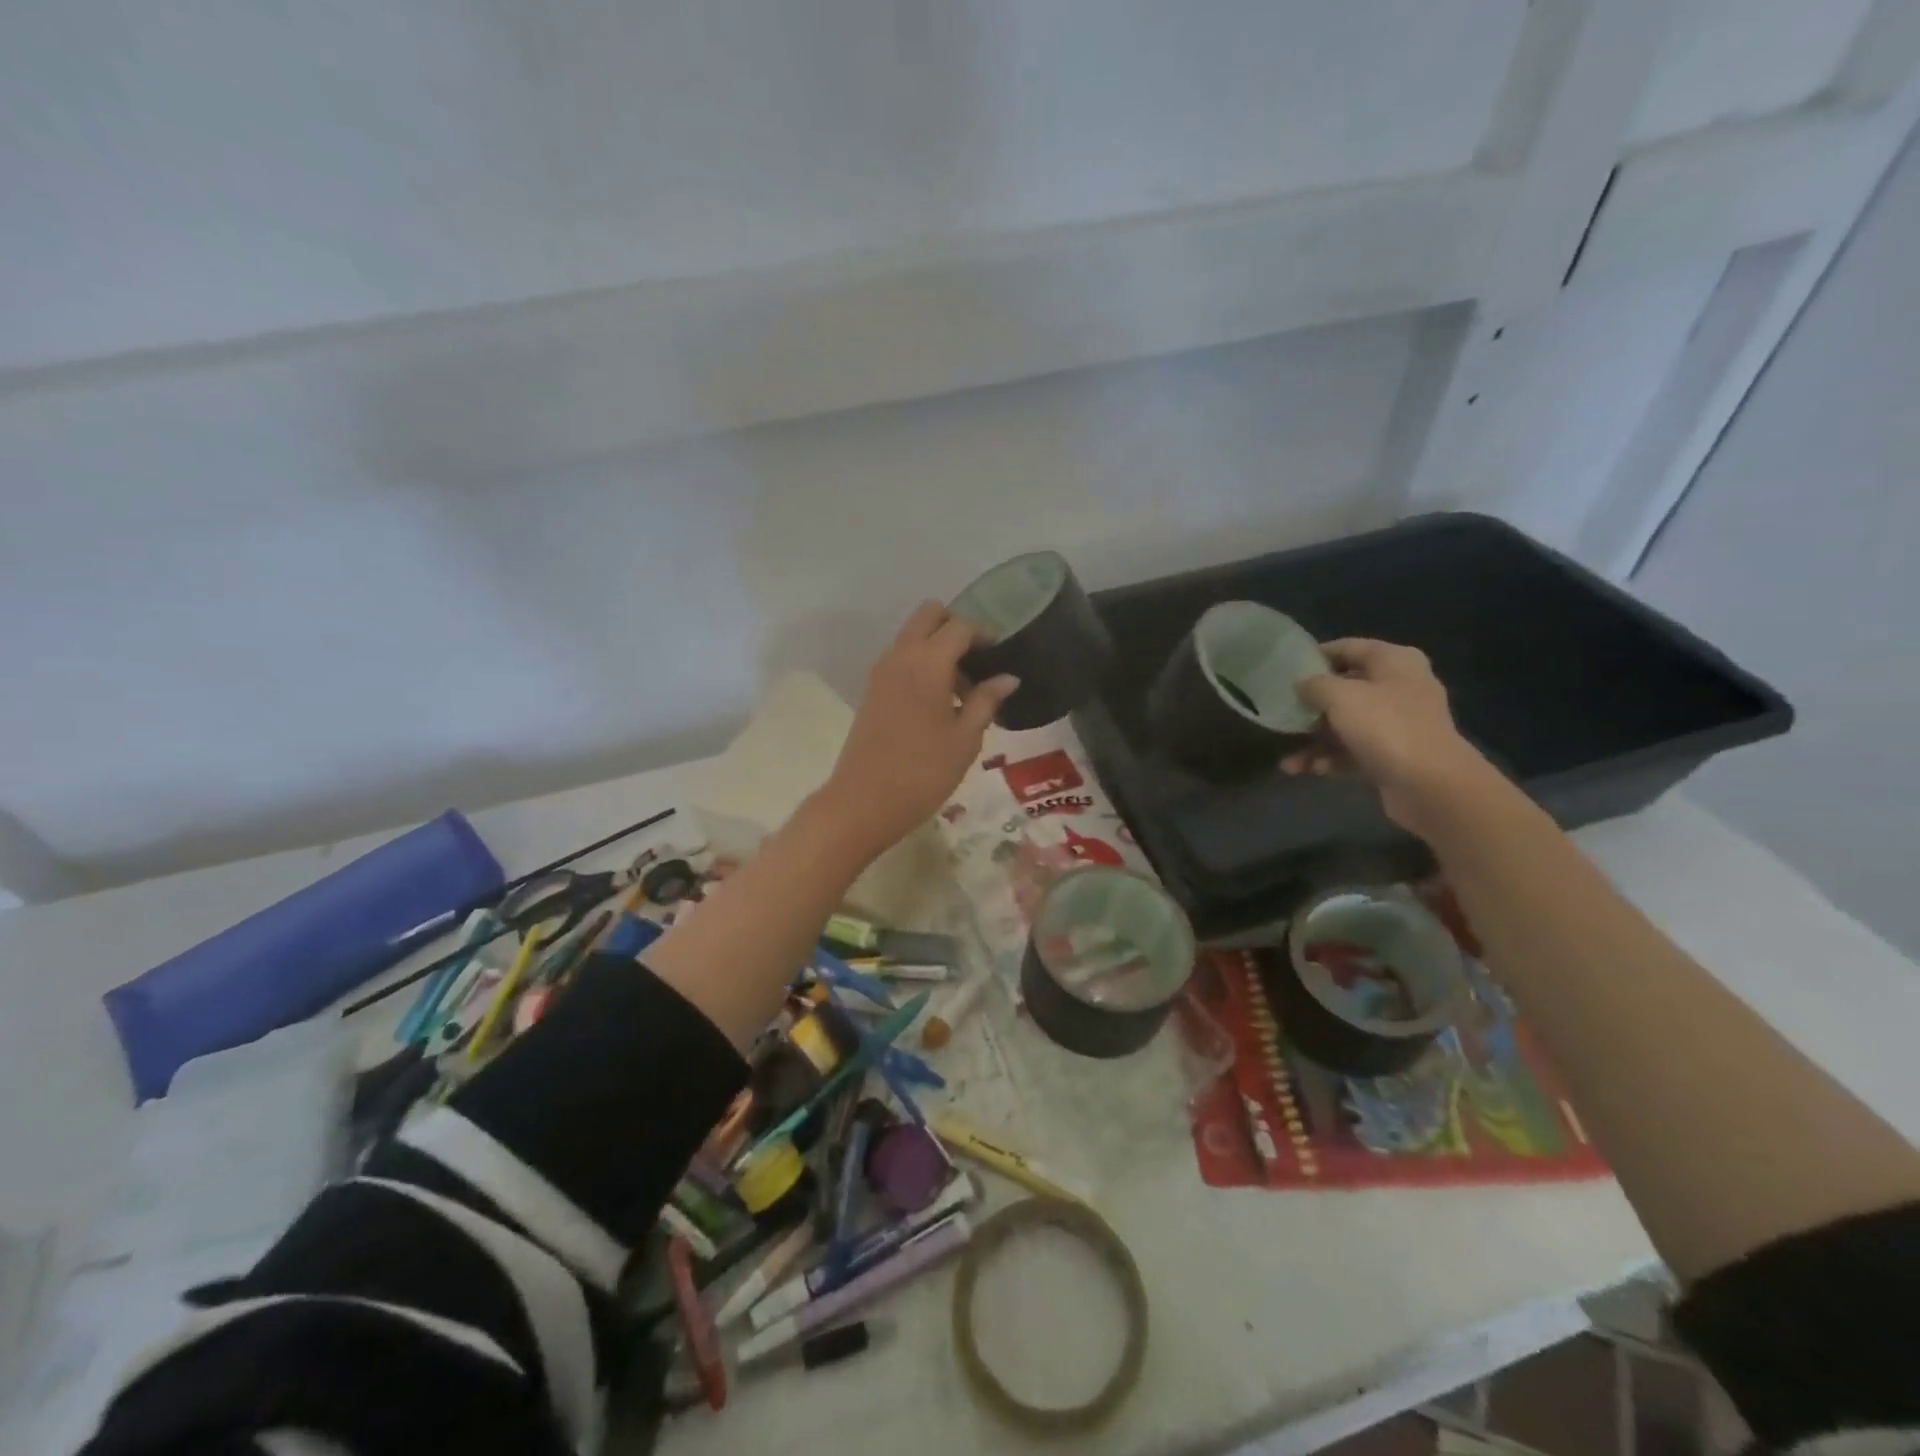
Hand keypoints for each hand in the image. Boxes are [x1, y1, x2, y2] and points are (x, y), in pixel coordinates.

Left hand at [816, 602, 1018, 859]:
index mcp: (927, 663)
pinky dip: (920, 664)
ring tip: (962, 691)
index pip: (959, 627)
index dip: (984, 635)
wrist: (864, 802)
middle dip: (955, 628)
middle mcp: (900, 656)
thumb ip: (987, 701)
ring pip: (912, 636)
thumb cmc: (924, 772)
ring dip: (937, 647)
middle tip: (977, 662)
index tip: (1000, 656)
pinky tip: (938, 703)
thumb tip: (1008, 677)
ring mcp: (880, 672)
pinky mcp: (871, 690)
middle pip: (928, 615)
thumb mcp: (965, 739)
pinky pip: (900, 658)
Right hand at [1282, 638, 1496, 837]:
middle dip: (1313, 705)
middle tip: (1283, 712)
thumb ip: (1314, 684)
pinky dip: (1332, 759)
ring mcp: (1399, 724)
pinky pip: (1355, 751)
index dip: (1317, 655)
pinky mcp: (1395, 755)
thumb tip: (1302, 683)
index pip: (1349, 647)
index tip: (1286, 669)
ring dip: (1317, 741)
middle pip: (1347, 688)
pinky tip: (1310, 771)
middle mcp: (1400, 687)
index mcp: (1394, 662)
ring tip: (1289, 761)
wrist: (1430, 784)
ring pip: (1347, 724)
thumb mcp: (1340, 696)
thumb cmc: (1385, 726)